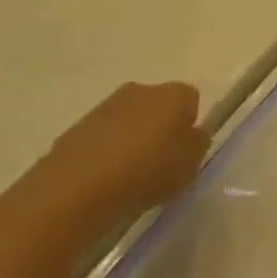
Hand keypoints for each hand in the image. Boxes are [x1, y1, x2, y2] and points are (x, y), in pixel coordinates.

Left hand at [44, 81, 206, 217]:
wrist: (78, 187)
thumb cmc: (147, 172)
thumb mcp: (190, 166)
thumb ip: (197, 145)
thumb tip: (193, 134)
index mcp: (174, 94)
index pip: (191, 100)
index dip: (189, 126)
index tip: (183, 152)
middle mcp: (142, 90)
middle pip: (159, 106)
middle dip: (160, 128)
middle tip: (159, 163)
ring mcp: (107, 105)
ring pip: (130, 119)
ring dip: (132, 138)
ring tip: (128, 175)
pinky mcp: (79, 125)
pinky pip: (104, 135)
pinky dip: (107, 150)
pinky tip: (104, 178)